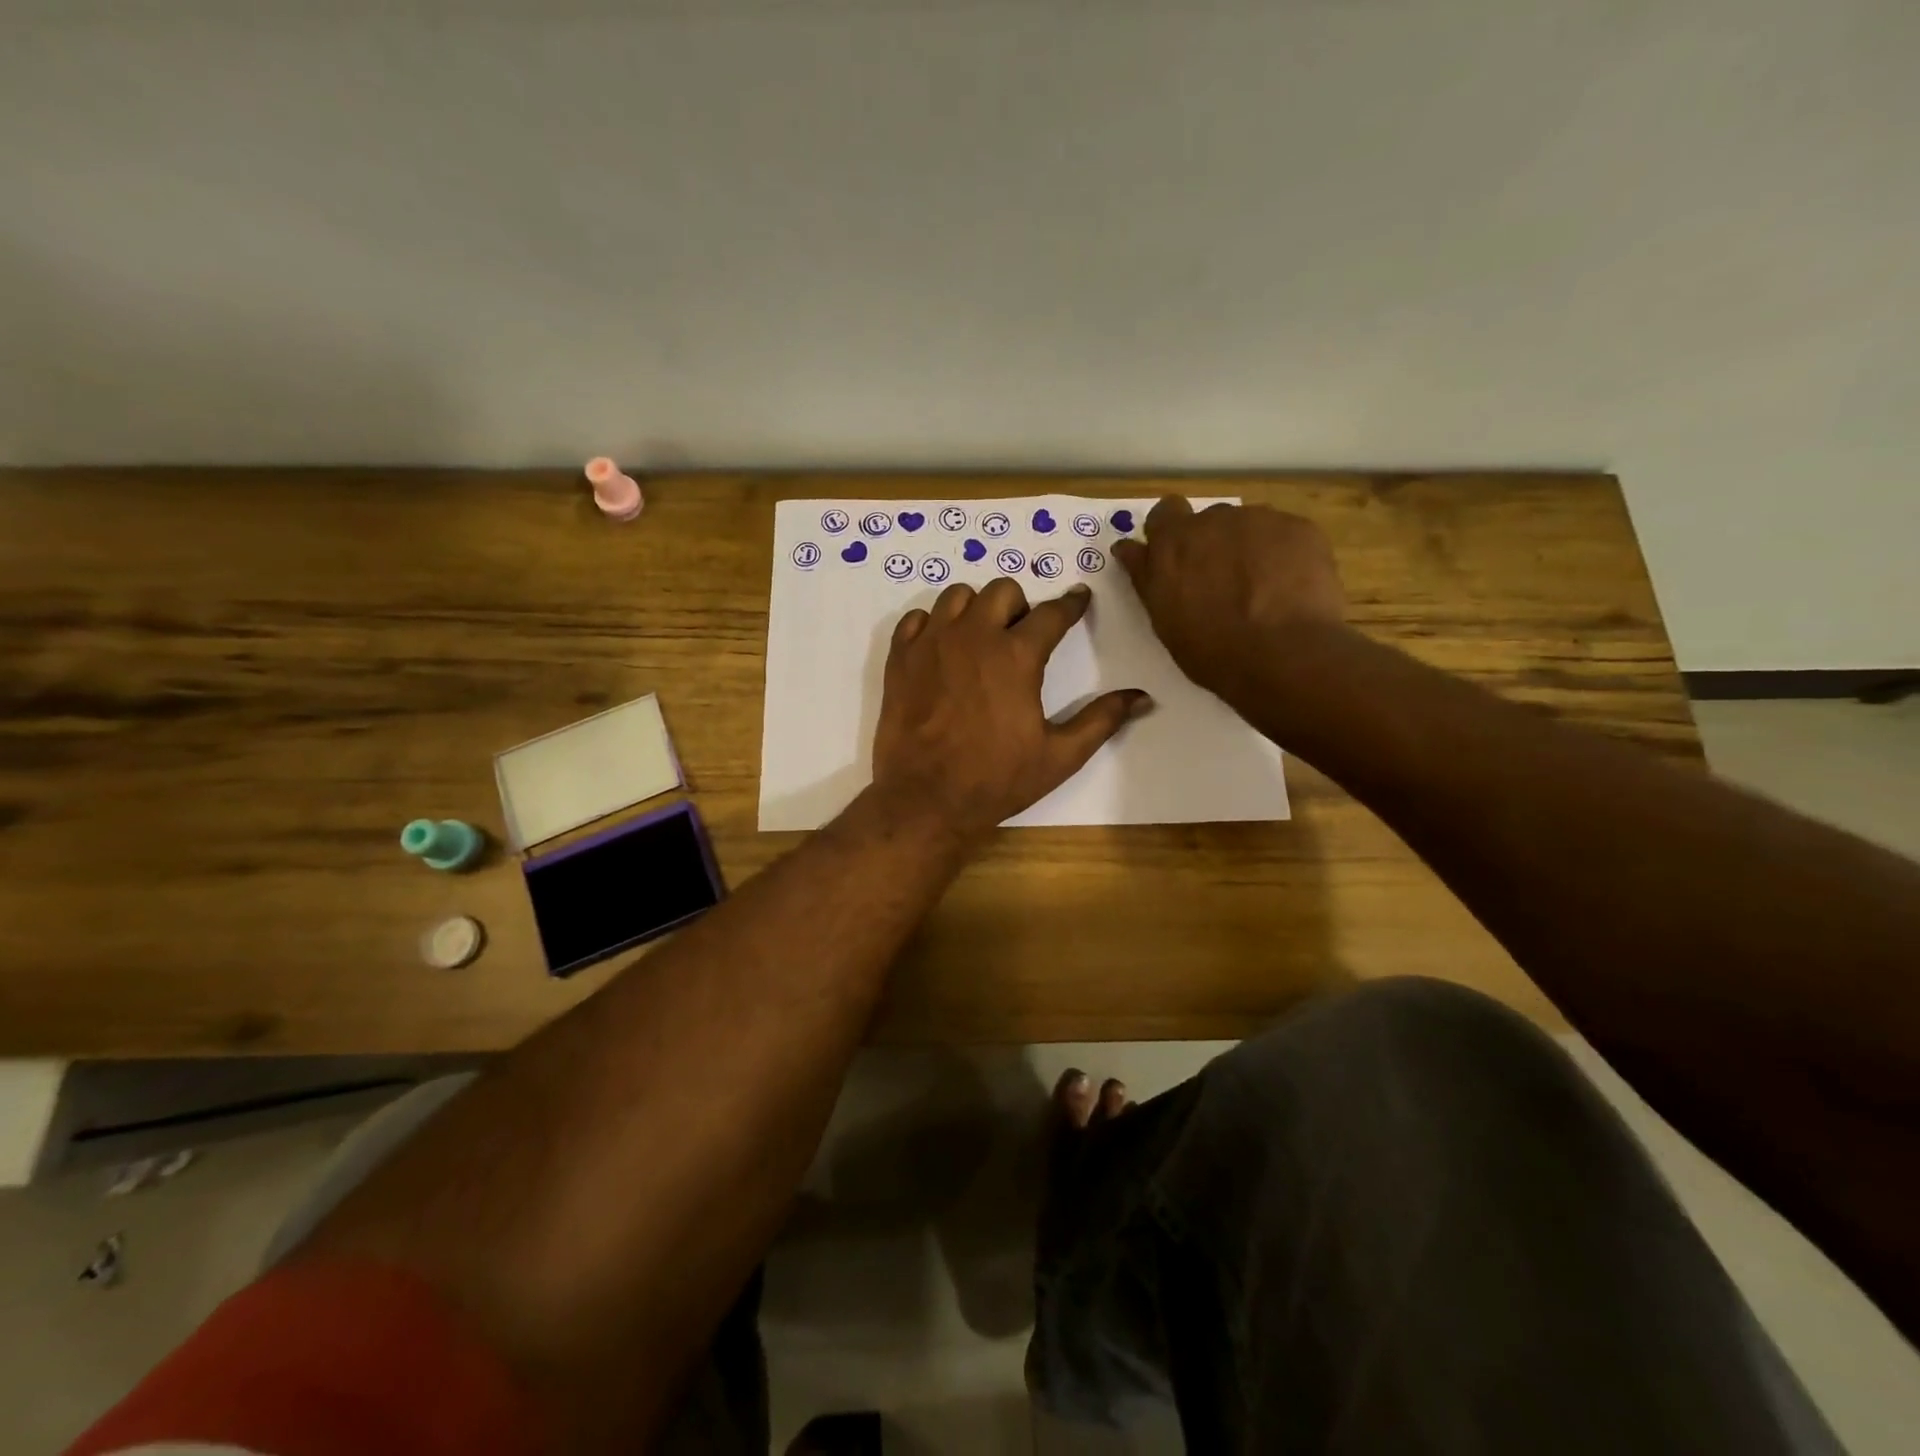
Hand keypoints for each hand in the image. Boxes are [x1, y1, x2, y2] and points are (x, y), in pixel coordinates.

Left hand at [871, 578, 1152, 842]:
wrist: (926, 799)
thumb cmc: (997, 779)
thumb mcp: (1060, 756)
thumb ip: (1101, 720)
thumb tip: (1143, 698)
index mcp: (1017, 656)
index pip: (1052, 613)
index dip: (1071, 604)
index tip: (1078, 598)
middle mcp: (974, 636)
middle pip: (1002, 591)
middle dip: (1019, 605)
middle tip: (1021, 633)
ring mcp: (932, 643)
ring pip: (957, 596)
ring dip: (975, 609)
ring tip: (980, 637)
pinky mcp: (900, 658)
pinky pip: (916, 619)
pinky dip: (932, 625)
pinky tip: (940, 650)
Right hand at [1113, 497, 1345, 707]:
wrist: (1285, 655)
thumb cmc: (1212, 650)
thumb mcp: (1163, 619)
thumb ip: (1146, 576)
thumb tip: (1127, 548)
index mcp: (1172, 544)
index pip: (1163, 514)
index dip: (1170, 533)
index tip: (1177, 558)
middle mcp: (1212, 520)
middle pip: (1208, 521)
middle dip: (1211, 543)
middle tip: (1222, 581)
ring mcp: (1259, 520)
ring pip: (1248, 526)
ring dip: (1247, 547)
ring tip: (1261, 587)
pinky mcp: (1298, 527)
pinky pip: (1284, 534)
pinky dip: (1282, 554)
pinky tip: (1288, 586)